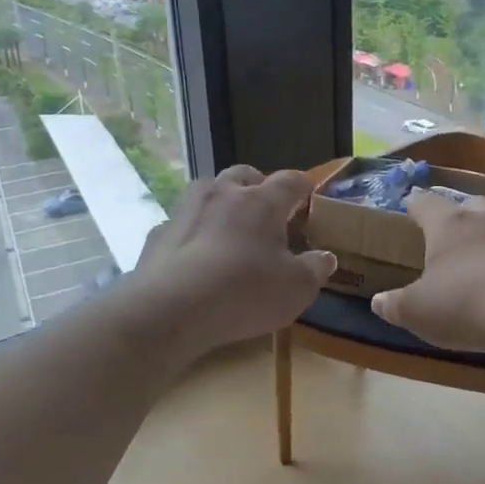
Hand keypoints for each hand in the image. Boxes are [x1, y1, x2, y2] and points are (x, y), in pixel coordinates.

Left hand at [133, 165, 335, 353]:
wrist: (172, 308)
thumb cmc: (245, 292)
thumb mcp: (296, 288)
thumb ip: (315, 269)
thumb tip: (326, 257)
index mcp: (261, 202)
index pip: (289, 181)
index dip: (302, 185)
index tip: (309, 191)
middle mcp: (222, 194)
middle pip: (243, 175)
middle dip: (257, 185)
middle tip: (266, 207)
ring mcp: (185, 211)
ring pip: (207, 191)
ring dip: (221, 202)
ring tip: (228, 227)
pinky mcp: (158, 234)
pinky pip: (181, 224)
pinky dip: (192, 233)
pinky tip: (194, 255)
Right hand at [370, 190, 484, 355]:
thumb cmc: (464, 305)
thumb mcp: (417, 312)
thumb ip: (395, 304)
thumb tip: (378, 301)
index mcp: (447, 225)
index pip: (424, 202)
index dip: (415, 204)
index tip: (409, 206)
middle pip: (470, 203)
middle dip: (460, 215)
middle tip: (452, 233)